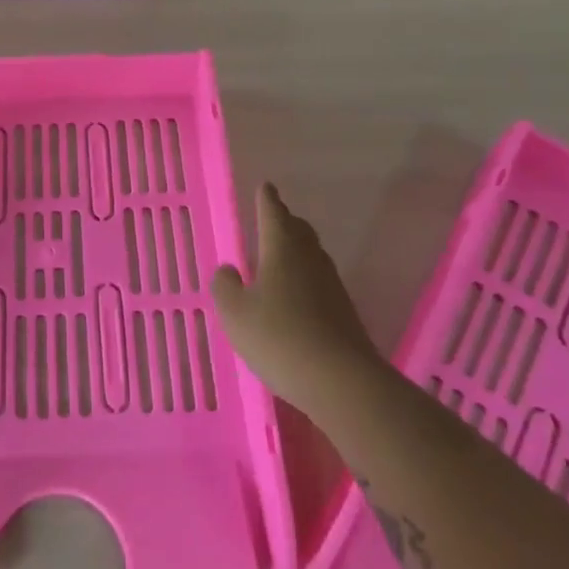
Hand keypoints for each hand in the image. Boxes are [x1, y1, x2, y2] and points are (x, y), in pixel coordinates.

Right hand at [211, 185, 381, 412]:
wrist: (342, 382)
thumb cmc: (279, 337)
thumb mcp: (235, 313)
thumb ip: (225, 286)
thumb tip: (229, 270)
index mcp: (281, 248)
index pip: (272, 213)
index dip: (266, 199)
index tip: (265, 186)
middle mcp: (309, 258)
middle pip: (298, 230)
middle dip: (284, 220)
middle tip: (273, 216)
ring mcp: (331, 285)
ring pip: (311, 255)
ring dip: (296, 248)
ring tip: (281, 254)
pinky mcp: (343, 312)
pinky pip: (319, 281)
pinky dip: (304, 278)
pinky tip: (295, 295)